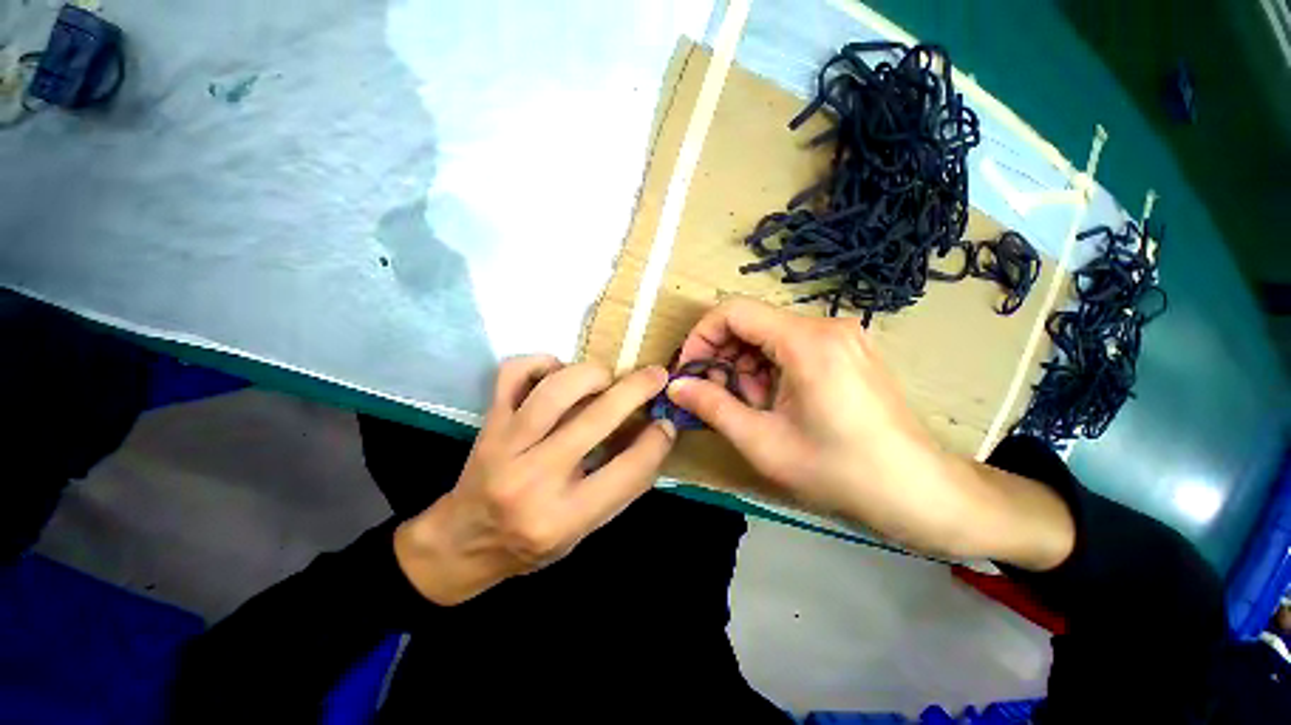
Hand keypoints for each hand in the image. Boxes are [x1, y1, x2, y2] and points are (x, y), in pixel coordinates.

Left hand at [394, 356, 675, 604]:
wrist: (462, 542)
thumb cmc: (530, 544)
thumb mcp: (584, 530)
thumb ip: (622, 486)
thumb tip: (655, 435)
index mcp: (563, 517)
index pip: (627, 471)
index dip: (657, 442)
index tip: (667, 423)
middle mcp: (533, 479)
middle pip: (596, 419)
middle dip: (636, 389)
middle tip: (656, 376)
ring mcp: (504, 446)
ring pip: (555, 389)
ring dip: (592, 374)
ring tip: (606, 378)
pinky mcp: (489, 423)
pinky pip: (513, 374)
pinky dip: (540, 362)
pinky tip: (557, 372)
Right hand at [669, 298, 1072, 567]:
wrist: (919, 491)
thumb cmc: (840, 470)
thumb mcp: (763, 442)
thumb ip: (712, 407)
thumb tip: (676, 386)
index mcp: (806, 342)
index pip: (733, 310)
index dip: (702, 336)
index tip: (690, 370)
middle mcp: (826, 325)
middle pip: (752, 321)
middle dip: (724, 356)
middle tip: (718, 395)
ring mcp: (841, 335)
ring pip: (769, 334)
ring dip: (747, 365)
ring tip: (751, 405)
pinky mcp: (848, 349)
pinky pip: (792, 345)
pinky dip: (770, 367)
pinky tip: (775, 400)